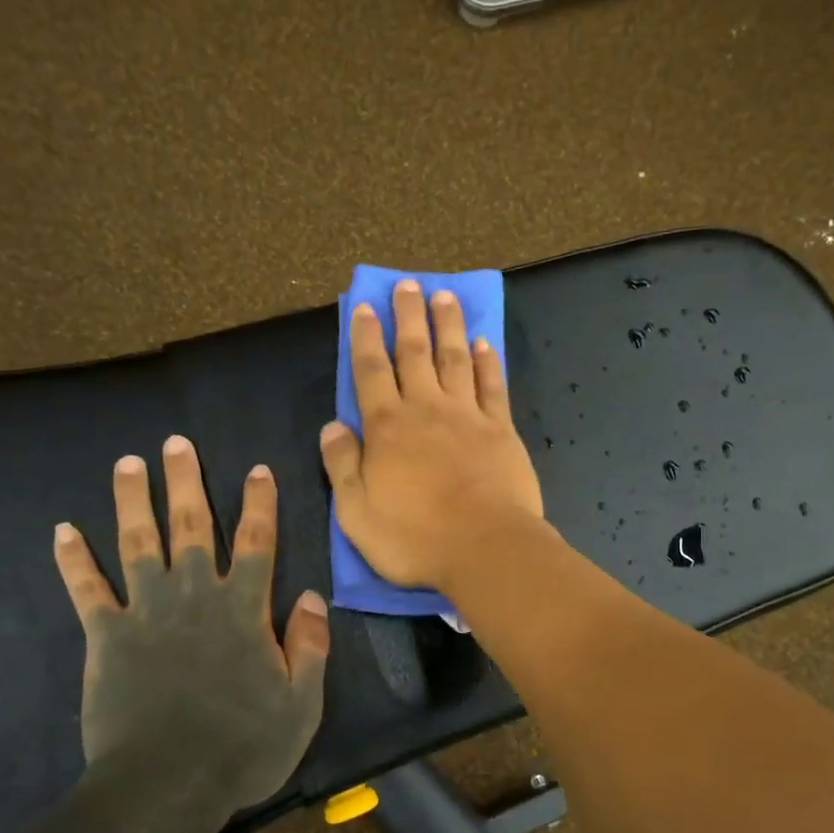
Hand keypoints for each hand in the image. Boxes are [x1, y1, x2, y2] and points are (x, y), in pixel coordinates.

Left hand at [52, 435, 329, 814]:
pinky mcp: (106, 636)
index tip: (257, 469)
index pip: (255, 543)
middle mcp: (194, 596)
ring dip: (131, 500)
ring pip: (137, 543)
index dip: (259, 504)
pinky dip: (73, 560)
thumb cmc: (242, 746)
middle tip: (176, 442)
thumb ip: (308, 645)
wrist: (167, 785)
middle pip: (190, 527)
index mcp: (243, 609)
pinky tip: (61, 531)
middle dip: (185, 482)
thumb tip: (312, 596)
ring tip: (127, 463)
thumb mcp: (300, 702)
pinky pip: (87, 590)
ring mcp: (146, 612)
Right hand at [320, 279, 545, 595]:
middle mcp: (425, 409)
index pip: (370, 370)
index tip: (363, 306)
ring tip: (444, 296)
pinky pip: (492, 386)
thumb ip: (341, 465)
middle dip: (408, 316)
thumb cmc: (414, 537)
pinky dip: (487, 362)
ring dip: (448, 326)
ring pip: (454, 359)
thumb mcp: (356, 512)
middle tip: (407, 284)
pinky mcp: (501, 430)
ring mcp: (467, 416)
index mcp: (386, 427)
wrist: (485, 548)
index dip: (365, 336)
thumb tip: (332, 426)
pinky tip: (484, 343)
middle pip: (414, 352)